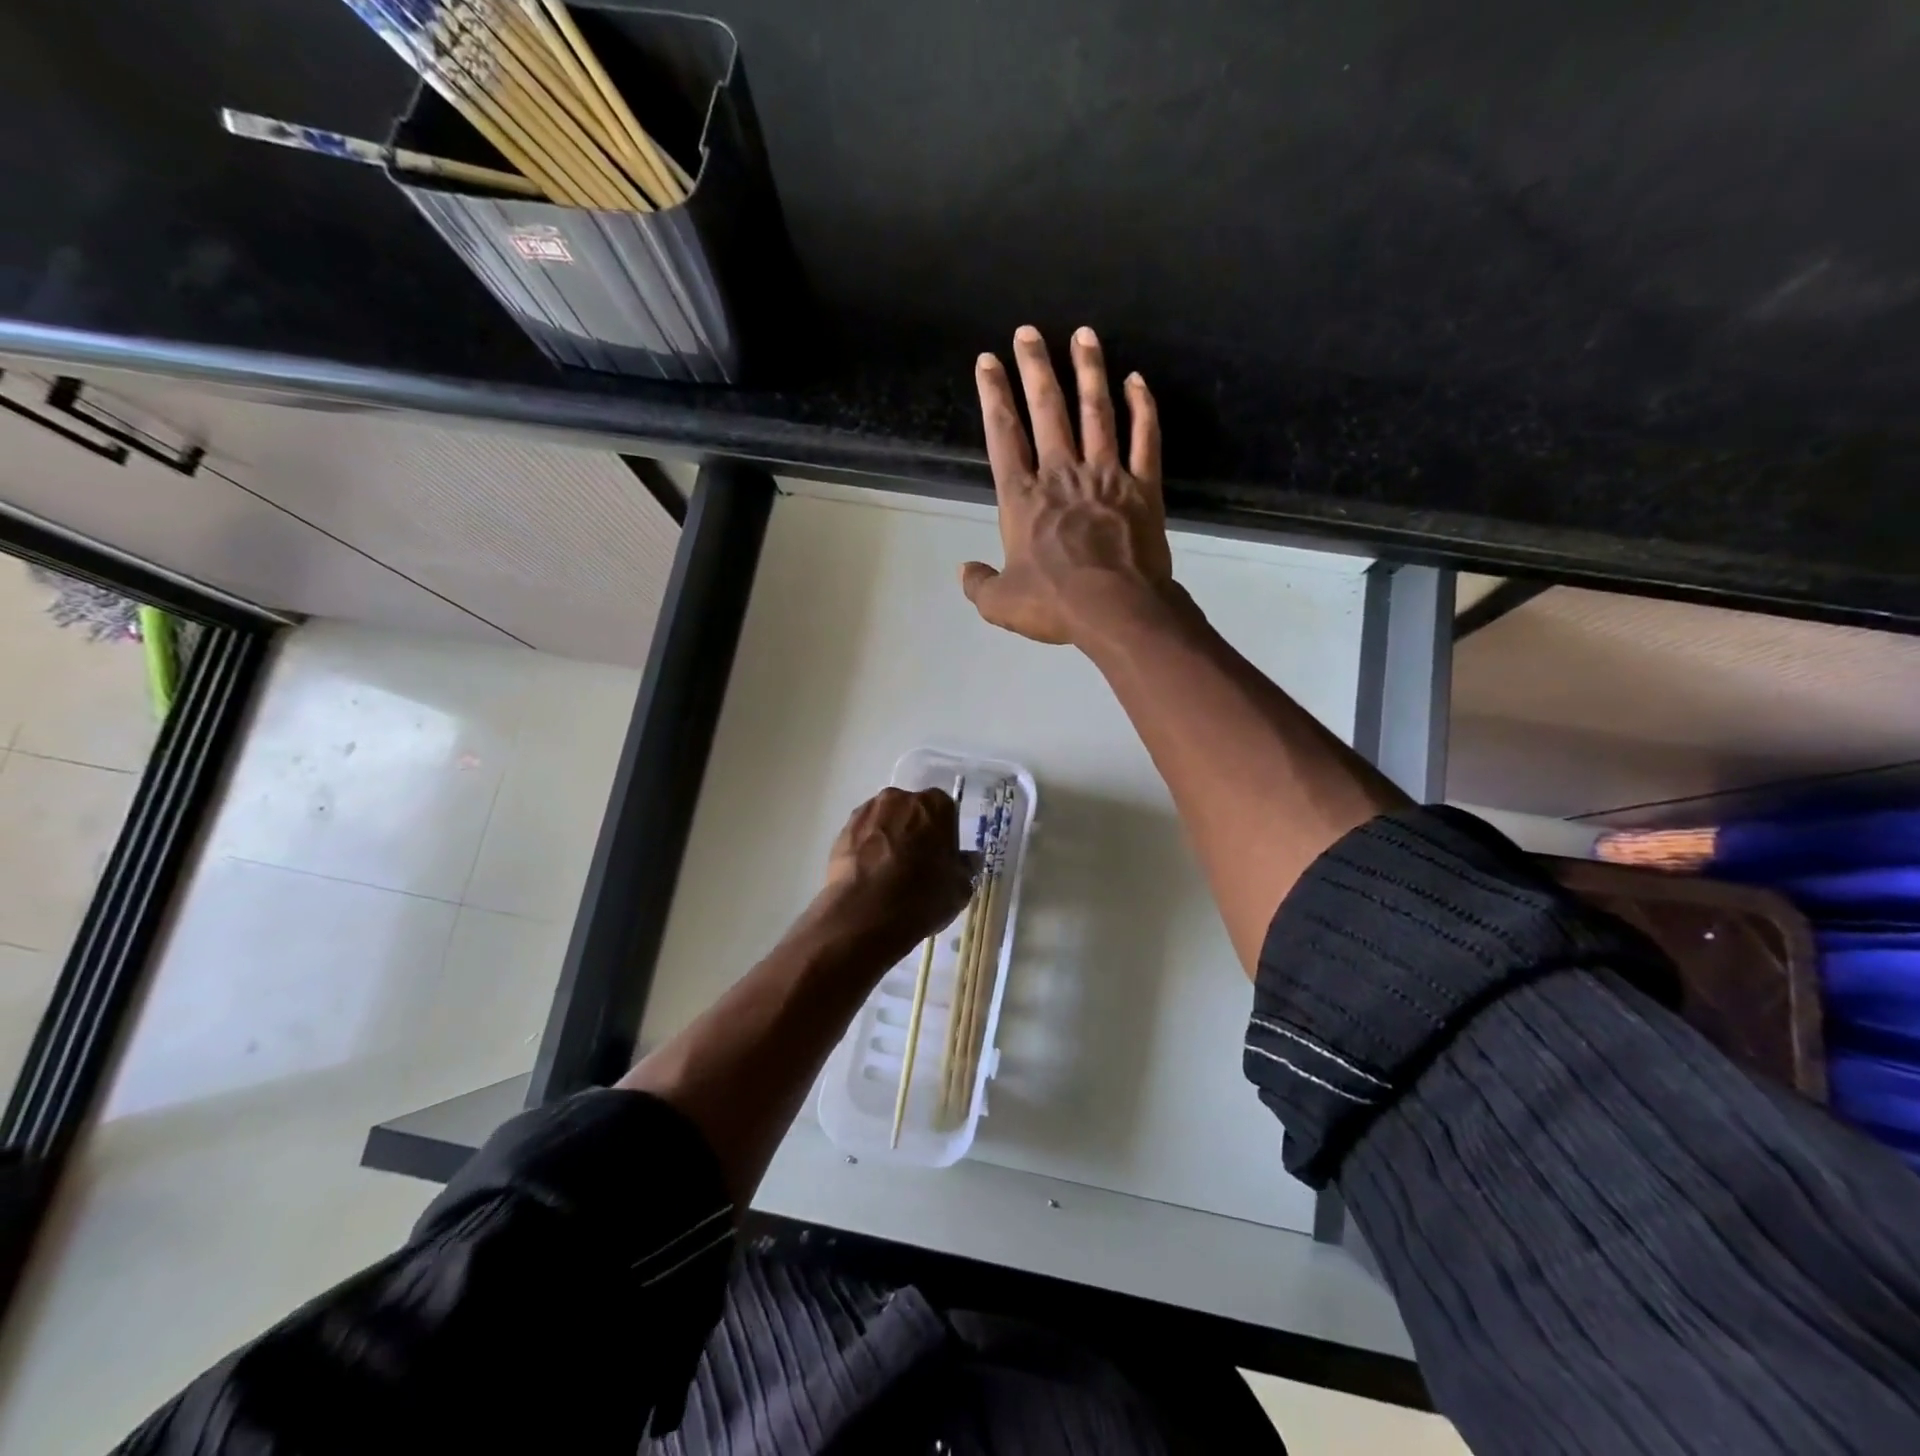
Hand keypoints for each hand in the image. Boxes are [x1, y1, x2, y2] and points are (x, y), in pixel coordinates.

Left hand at [813, 787, 974, 960]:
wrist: (864, 914)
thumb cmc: (921, 896)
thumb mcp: (960, 888)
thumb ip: (966, 867)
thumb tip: (968, 859)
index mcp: (934, 804)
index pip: (945, 810)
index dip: (944, 834)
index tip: (942, 857)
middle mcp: (899, 798)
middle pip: (912, 811)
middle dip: (915, 831)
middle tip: (916, 864)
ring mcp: (867, 812)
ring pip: (885, 822)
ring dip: (889, 838)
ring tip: (888, 874)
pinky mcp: (842, 831)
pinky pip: (863, 836)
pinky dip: (867, 850)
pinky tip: (870, 877)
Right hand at [962, 325, 1175, 645]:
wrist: (1117, 610)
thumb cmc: (1055, 605)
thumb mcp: (1000, 604)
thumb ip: (979, 584)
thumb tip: (964, 570)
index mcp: (1023, 499)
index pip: (1004, 436)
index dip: (994, 396)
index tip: (987, 362)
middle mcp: (1062, 475)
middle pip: (1047, 410)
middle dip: (1034, 368)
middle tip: (1028, 332)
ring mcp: (1106, 476)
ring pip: (1097, 412)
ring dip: (1088, 371)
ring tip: (1083, 335)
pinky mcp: (1143, 487)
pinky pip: (1145, 438)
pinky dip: (1143, 407)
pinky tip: (1137, 380)